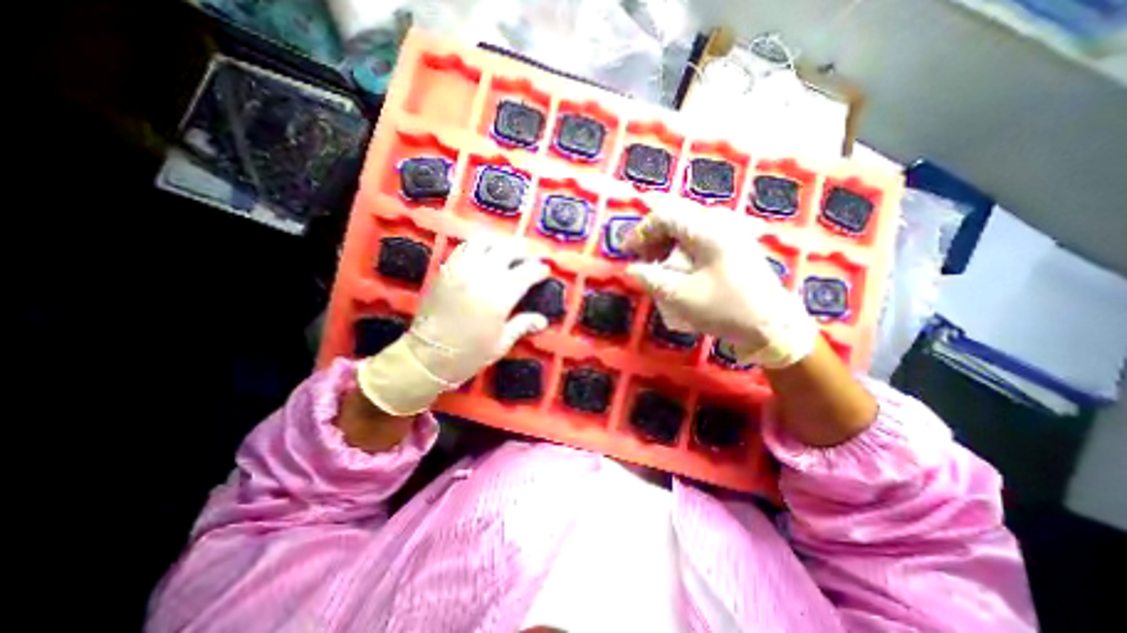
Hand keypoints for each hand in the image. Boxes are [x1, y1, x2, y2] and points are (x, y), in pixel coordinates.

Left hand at [356, 238, 550, 415]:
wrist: (427, 356)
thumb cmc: (468, 354)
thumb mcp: (501, 343)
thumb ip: (522, 325)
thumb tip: (542, 320)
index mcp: (500, 297)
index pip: (527, 272)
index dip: (539, 269)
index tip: (545, 271)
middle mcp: (482, 276)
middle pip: (508, 249)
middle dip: (524, 251)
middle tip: (530, 258)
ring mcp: (461, 270)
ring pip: (485, 242)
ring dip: (501, 244)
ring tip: (508, 253)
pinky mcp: (446, 270)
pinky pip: (464, 248)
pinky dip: (478, 246)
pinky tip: (484, 254)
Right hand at [621, 197, 815, 370]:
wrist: (772, 326)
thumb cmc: (725, 309)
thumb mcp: (681, 296)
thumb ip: (652, 279)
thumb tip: (631, 269)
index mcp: (708, 230)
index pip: (665, 216)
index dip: (641, 231)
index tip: (626, 251)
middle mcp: (721, 223)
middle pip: (677, 218)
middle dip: (654, 236)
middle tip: (641, 258)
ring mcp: (732, 232)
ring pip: (689, 227)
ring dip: (668, 242)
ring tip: (657, 264)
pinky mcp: (737, 245)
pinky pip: (701, 237)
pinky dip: (683, 248)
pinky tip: (679, 267)